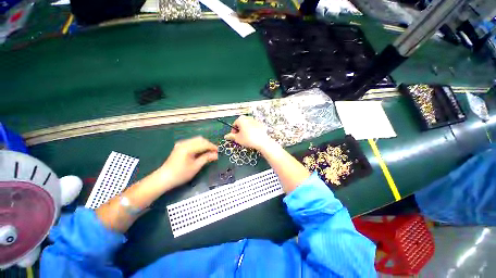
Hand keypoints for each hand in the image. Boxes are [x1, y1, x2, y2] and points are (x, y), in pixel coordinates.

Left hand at [158, 136, 217, 187]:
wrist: (164, 178)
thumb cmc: (180, 174)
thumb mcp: (195, 167)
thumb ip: (206, 158)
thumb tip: (216, 155)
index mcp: (188, 148)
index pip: (204, 144)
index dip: (212, 147)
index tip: (219, 152)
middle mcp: (184, 143)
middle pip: (200, 139)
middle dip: (209, 144)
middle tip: (214, 152)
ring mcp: (181, 144)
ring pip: (196, 140)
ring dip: (204, 144)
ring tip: (209, 152)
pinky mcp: (180, 146)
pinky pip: (192, 142)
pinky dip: (199, 145)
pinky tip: (201, 151)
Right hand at [224, 116, 272, 150]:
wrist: (262, 142)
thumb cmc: (248, 139)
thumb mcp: (237, 139)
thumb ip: (231, 136)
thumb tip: (226, 136)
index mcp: (241, 119)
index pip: (234, 124)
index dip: (233, 131)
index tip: (235, 137)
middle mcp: (248, 118)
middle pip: (241, 124)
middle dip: (240, 130)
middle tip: (240, 138)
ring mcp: (255, 120)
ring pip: (248, 125)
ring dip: (246, 130)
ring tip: (247, 138)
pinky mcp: (261, 124)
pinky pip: (254, 127)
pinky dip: (253, 131)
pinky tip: (253, 137)